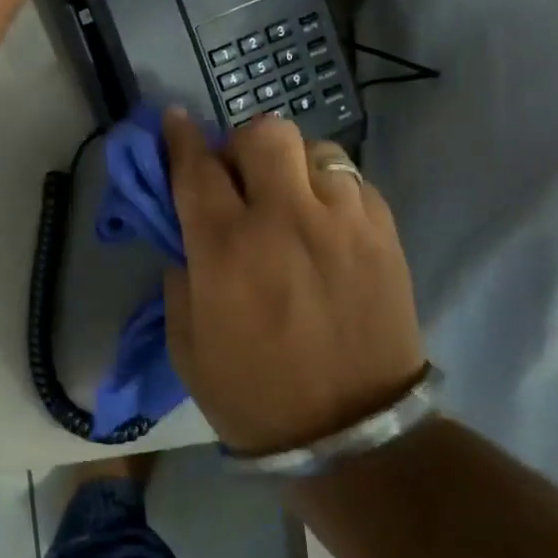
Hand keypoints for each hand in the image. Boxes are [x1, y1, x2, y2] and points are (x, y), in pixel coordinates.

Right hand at [162, 111, 426, 454]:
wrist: (354, 436)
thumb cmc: (253, 394)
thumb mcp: (186, 342)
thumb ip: (180, 276)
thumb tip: (188, 237)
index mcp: (226, 248)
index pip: (196, 166)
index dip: (179, 136)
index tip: (174, 120)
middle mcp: (284, 219)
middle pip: (263, 133)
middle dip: (240, 144)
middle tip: (239, 176)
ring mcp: (342, 222)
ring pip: (314, 147)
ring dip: (289, 164)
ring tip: (288, 196)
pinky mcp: (384, 235)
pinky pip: (351, 180)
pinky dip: (329, 188)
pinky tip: (323, 221)